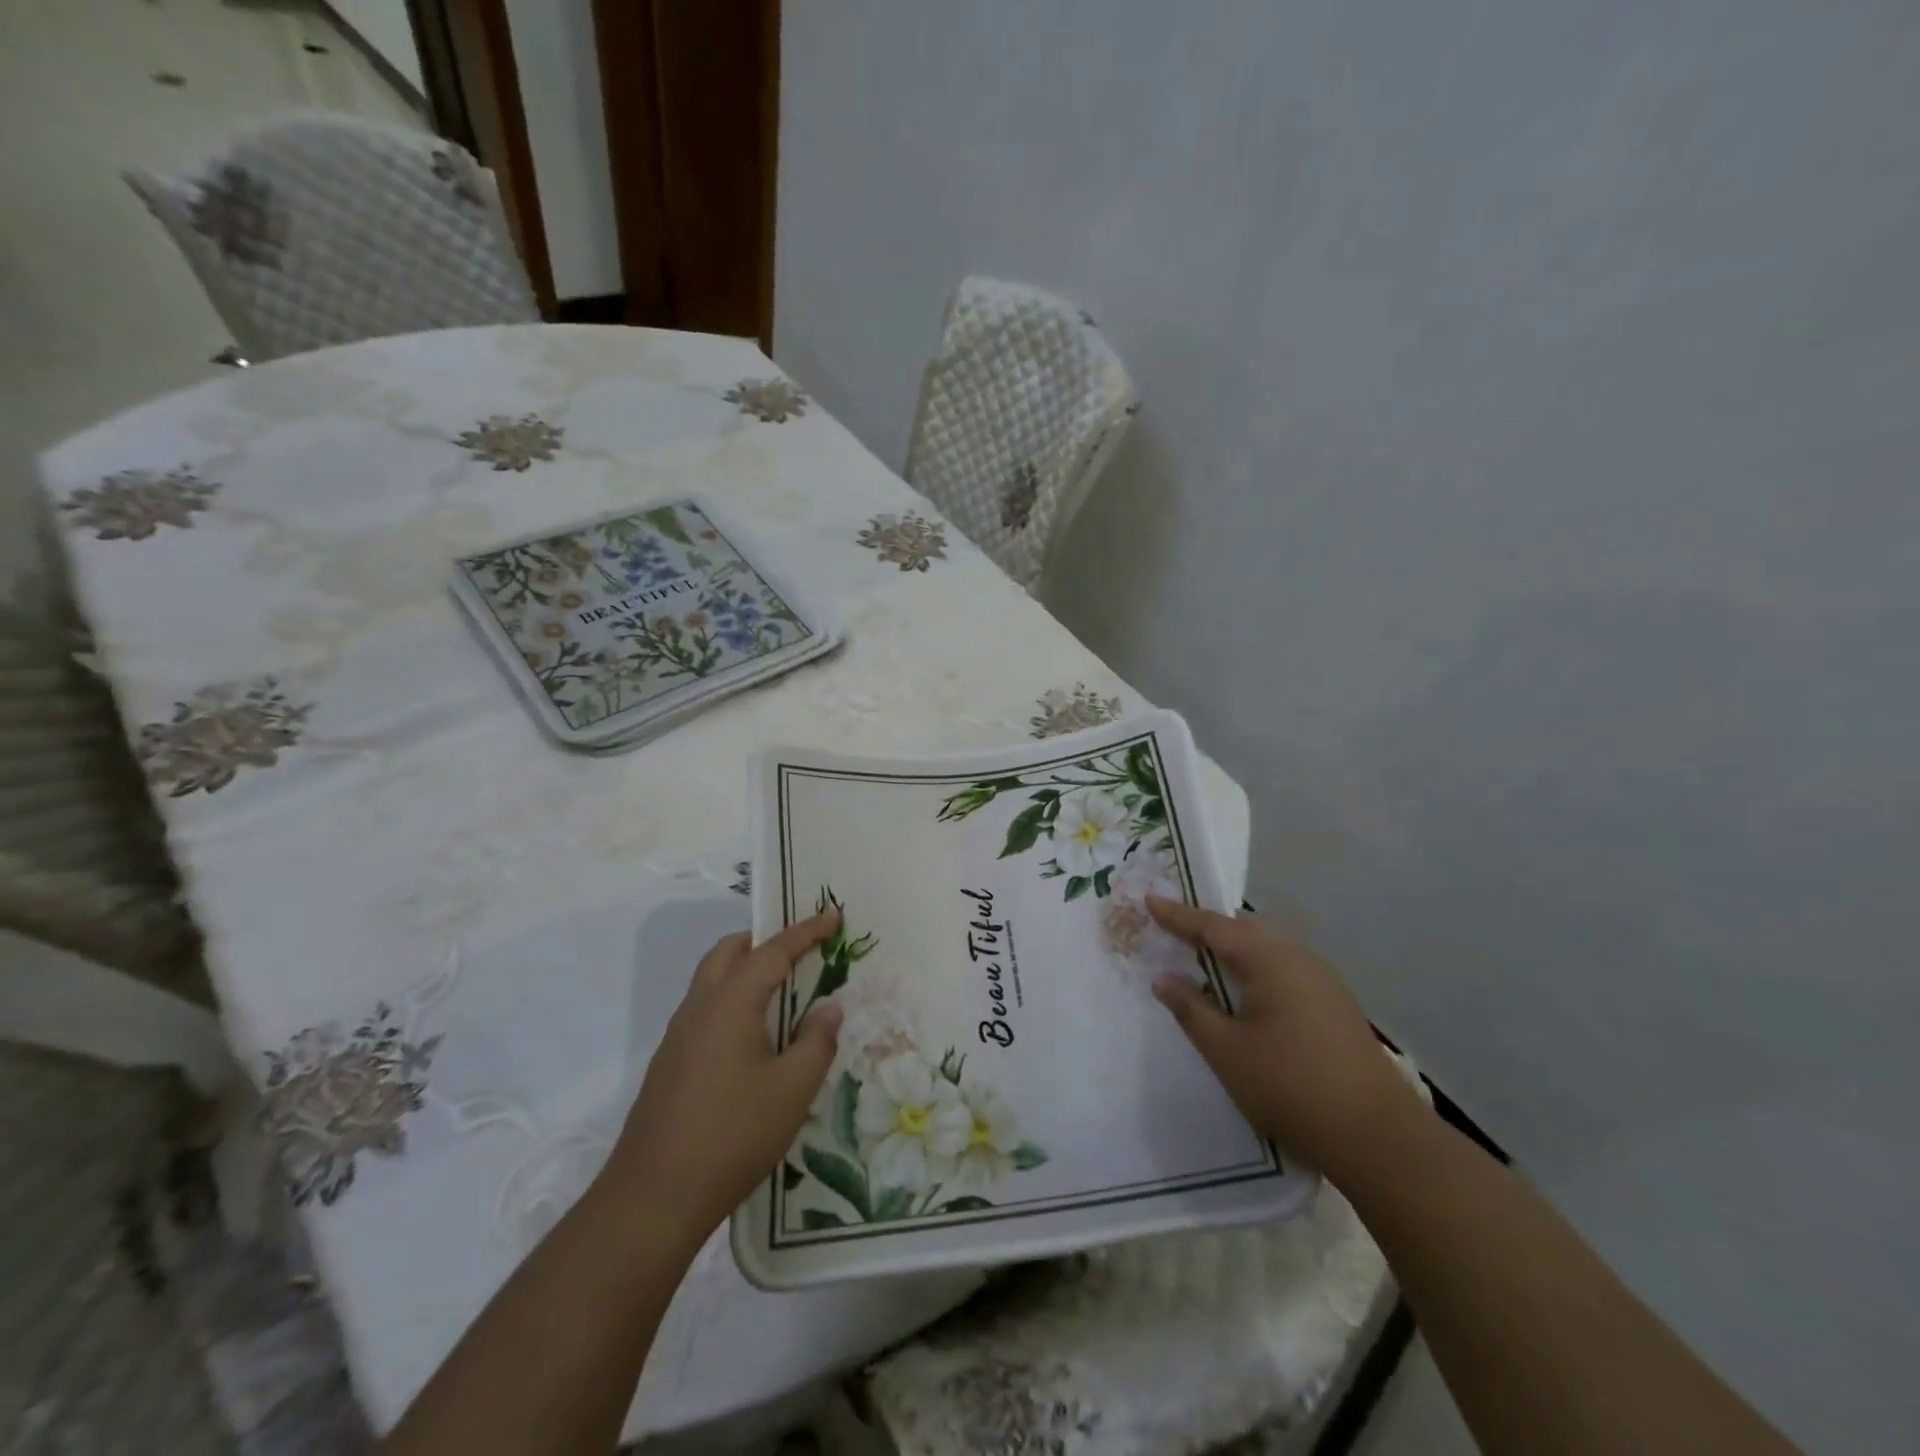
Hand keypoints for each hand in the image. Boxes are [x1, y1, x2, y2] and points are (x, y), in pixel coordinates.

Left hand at [599, 911, 843, 1249]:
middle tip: (801, 951)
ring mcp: (678, 1036)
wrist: (653, 1198)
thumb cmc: (733, 1134)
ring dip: (745, 970)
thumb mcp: (792, 1089)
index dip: (806, 931)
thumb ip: (816, 1041)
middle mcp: (699, 1007)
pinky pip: (705, 1009)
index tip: (833, 915)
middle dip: (765, 940)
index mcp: (730, 1002)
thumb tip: (827, 1008)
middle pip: (729, 951)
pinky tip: (752, 1038)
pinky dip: (732, 1000)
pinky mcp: (669, 1063)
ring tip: (781, 992)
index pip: (773, 951)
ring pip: (712, 980)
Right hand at [1146, 896, 1425, 1183]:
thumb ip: (1191, 1010)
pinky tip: (1246, 989)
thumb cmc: (1290, 1086)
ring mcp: (1322, 980)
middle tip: (1175, 926)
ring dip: (1234, 946)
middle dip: (1208, 925)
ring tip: (1205, 955)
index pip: (1213, 926)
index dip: (1177, 915)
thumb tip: (1163, 978)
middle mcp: (1298, 958)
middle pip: (1245, 928)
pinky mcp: (1334, 1004)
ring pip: (1268, 946)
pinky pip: (1284, 966)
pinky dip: (1255, 965)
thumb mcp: (1226, 1051)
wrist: (1378, 1136)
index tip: (1149, 899)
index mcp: (1269, 960)